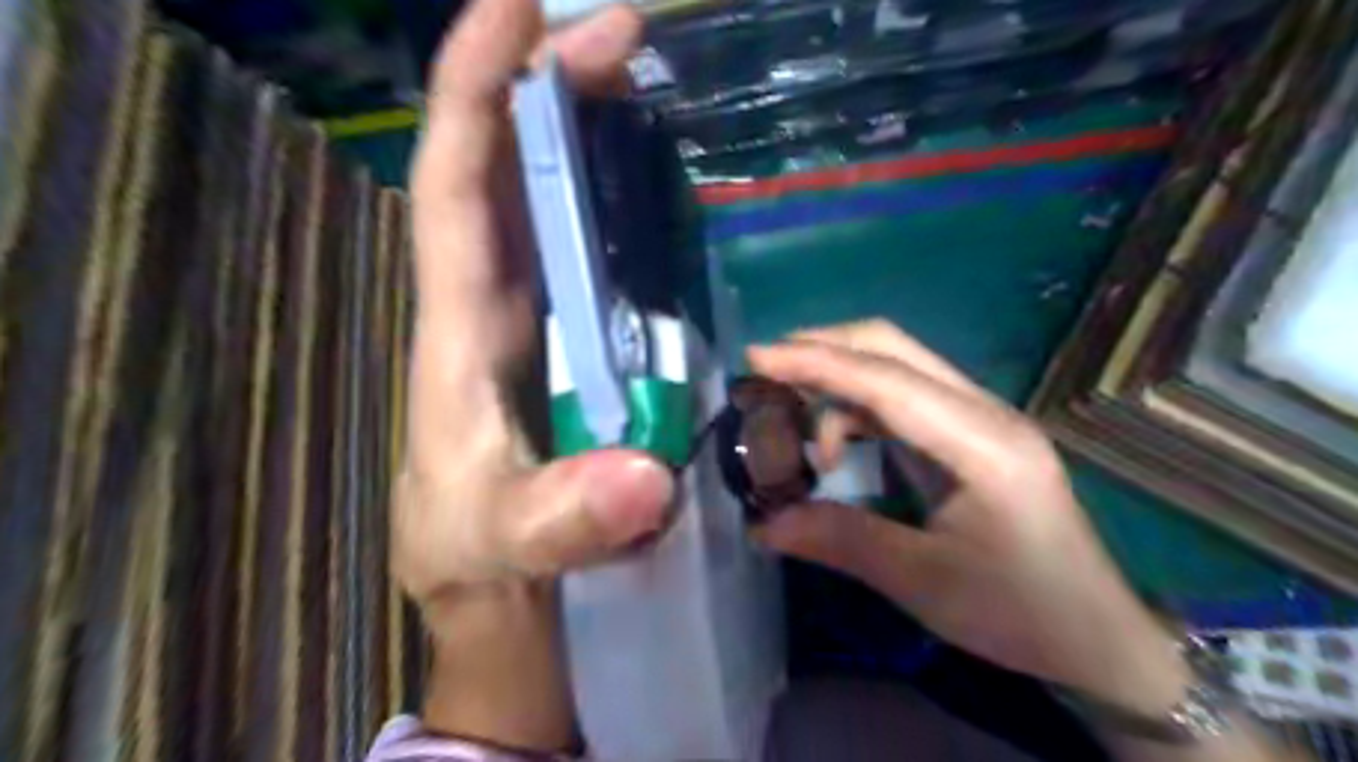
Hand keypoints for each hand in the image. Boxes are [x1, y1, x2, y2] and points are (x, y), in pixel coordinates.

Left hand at [389, 0, 669, 611]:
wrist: (496, 582)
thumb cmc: (477, 551)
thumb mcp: (504, 541)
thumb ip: (562, 518)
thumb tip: (647, 478)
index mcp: (458, 328)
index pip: (456, 188)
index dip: (475, 93)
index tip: (516, 5)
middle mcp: (494, 303)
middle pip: (510, 171)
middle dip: (549, 88)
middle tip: (620, 29)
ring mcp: (540, 319)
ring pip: (551, 201)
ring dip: (587, 130)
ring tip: (637, 74)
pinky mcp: (577, 343)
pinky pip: (594, 253)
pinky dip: (619, 202)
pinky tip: (653, 175)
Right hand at [742, 322, 1189, 714]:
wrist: (1096, 633)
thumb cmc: (1019, 611)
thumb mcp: (924, 583)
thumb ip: (843, 541)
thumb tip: (763, 525)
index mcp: (983, 446)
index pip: (887, 382)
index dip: (817, 363)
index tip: (755, 357)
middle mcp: (986, 413)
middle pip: (894, 348)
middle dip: (824, 348)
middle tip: (765, 370)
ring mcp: (982, 417)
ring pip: (898, 365)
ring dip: (839, 376)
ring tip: (791, 415)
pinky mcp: (973, 431)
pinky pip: (905, 395)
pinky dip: (858, 403)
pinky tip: (835, 440)